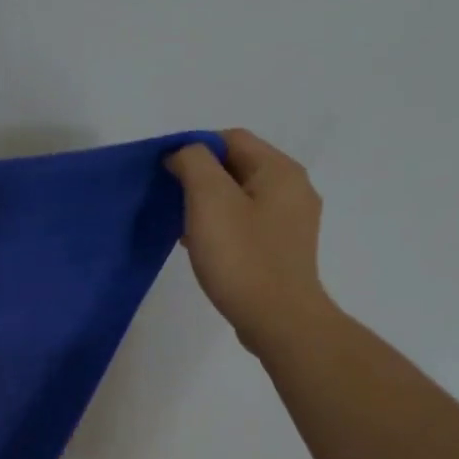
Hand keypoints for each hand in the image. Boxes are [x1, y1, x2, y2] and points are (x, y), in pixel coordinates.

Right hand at [165, 129, 334, 355]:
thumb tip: (184, 153)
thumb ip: (194, 163)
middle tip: (170, 200)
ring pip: (240, 195)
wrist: (278, 320)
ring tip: (182, 225)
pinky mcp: (283, 248)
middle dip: (199, 177)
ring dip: (208, 203)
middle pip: (237, 166)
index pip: (231, 138)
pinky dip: (221, 225)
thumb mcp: (210, 200)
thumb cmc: (241, 257)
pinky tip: (202, 246)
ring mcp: (291, 221)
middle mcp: (293, 189)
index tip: (165, 174)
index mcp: (280, 171)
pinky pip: (246, 222)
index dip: (194, 148)